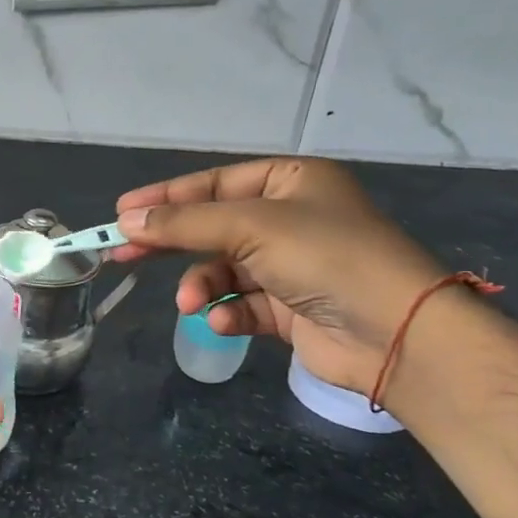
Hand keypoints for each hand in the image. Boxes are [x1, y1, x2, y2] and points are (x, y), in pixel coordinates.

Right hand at [114, 157, 444, 395]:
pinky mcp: (291, 309)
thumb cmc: (325, 257)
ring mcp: (291, 266)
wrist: (397, 335)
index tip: (120, 212)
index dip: (165, 197)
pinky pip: (242, 303)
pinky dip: (228, 312)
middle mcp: (291, 219)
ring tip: (191, 303)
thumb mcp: (249, 226)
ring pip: (223, 269)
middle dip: (170, 242)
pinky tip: (223, 321)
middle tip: (121, 253)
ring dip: (202, 284)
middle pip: (212, 226)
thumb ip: (183, 222)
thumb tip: (125, 220)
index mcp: (291, 182)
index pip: (213, 183)